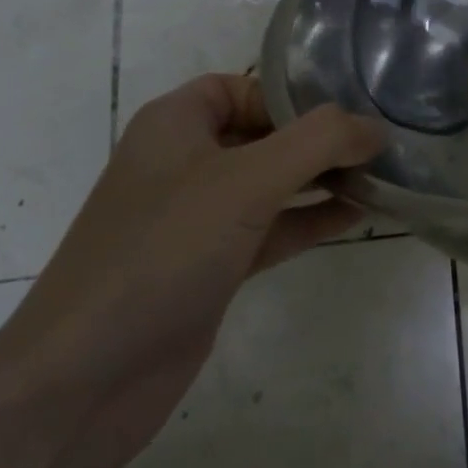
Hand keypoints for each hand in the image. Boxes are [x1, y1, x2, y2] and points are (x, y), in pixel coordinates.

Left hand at [0, 76, 382, 446]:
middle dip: (321, 138)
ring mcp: (197, 219)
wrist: (85, 380)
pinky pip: (271, 227)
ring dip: (322, 179)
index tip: (351, 109)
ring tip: (382, 175)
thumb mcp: (247, 181)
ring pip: (272, 183)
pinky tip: (356, 215)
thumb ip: (319, 142)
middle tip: (381, 142)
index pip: (244, 86)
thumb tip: (377, 128)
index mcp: (175, 124)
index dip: (295, 94)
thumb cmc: (163, 252)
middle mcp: (184, 163)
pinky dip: (310, 219)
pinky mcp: (211, 265)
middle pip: (265, 133)